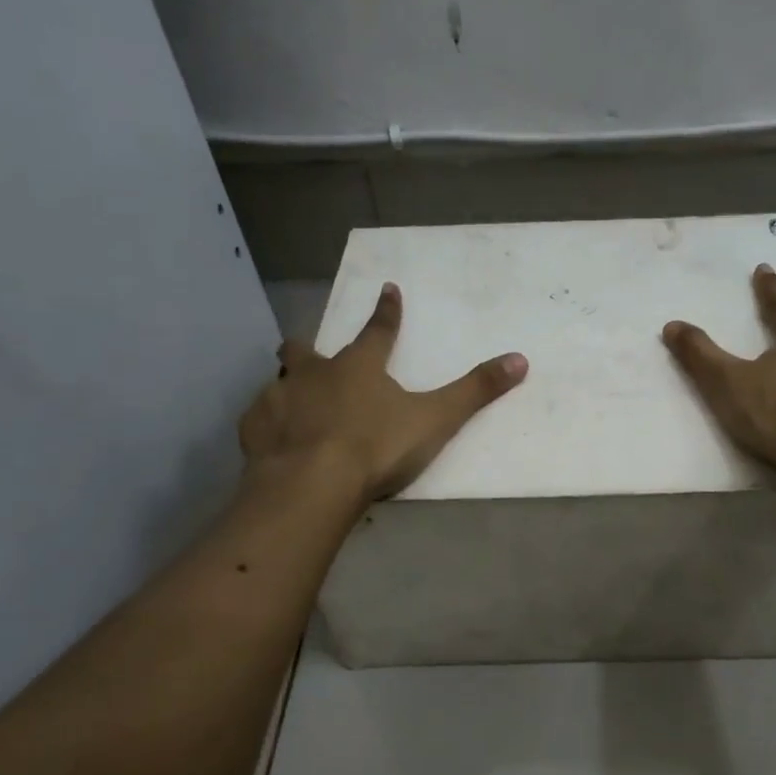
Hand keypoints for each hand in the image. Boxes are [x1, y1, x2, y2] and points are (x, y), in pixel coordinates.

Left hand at [240, 282, 527, 500]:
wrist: (311, 484)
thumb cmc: (376, 447)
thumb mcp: (435, 420)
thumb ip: (475, 391)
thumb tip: (520, 359)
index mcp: (358, 367)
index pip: (378, 331)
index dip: (387, 312)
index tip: (388, 290)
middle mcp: (314, 374)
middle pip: (306, 349)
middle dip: (310, 347)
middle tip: (312, 352)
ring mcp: (279, 399)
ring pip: (279, 381)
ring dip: (288, 386)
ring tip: (295, 401)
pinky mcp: (255, 430)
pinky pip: (259, 418)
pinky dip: (268, 422)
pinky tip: (273, 437)